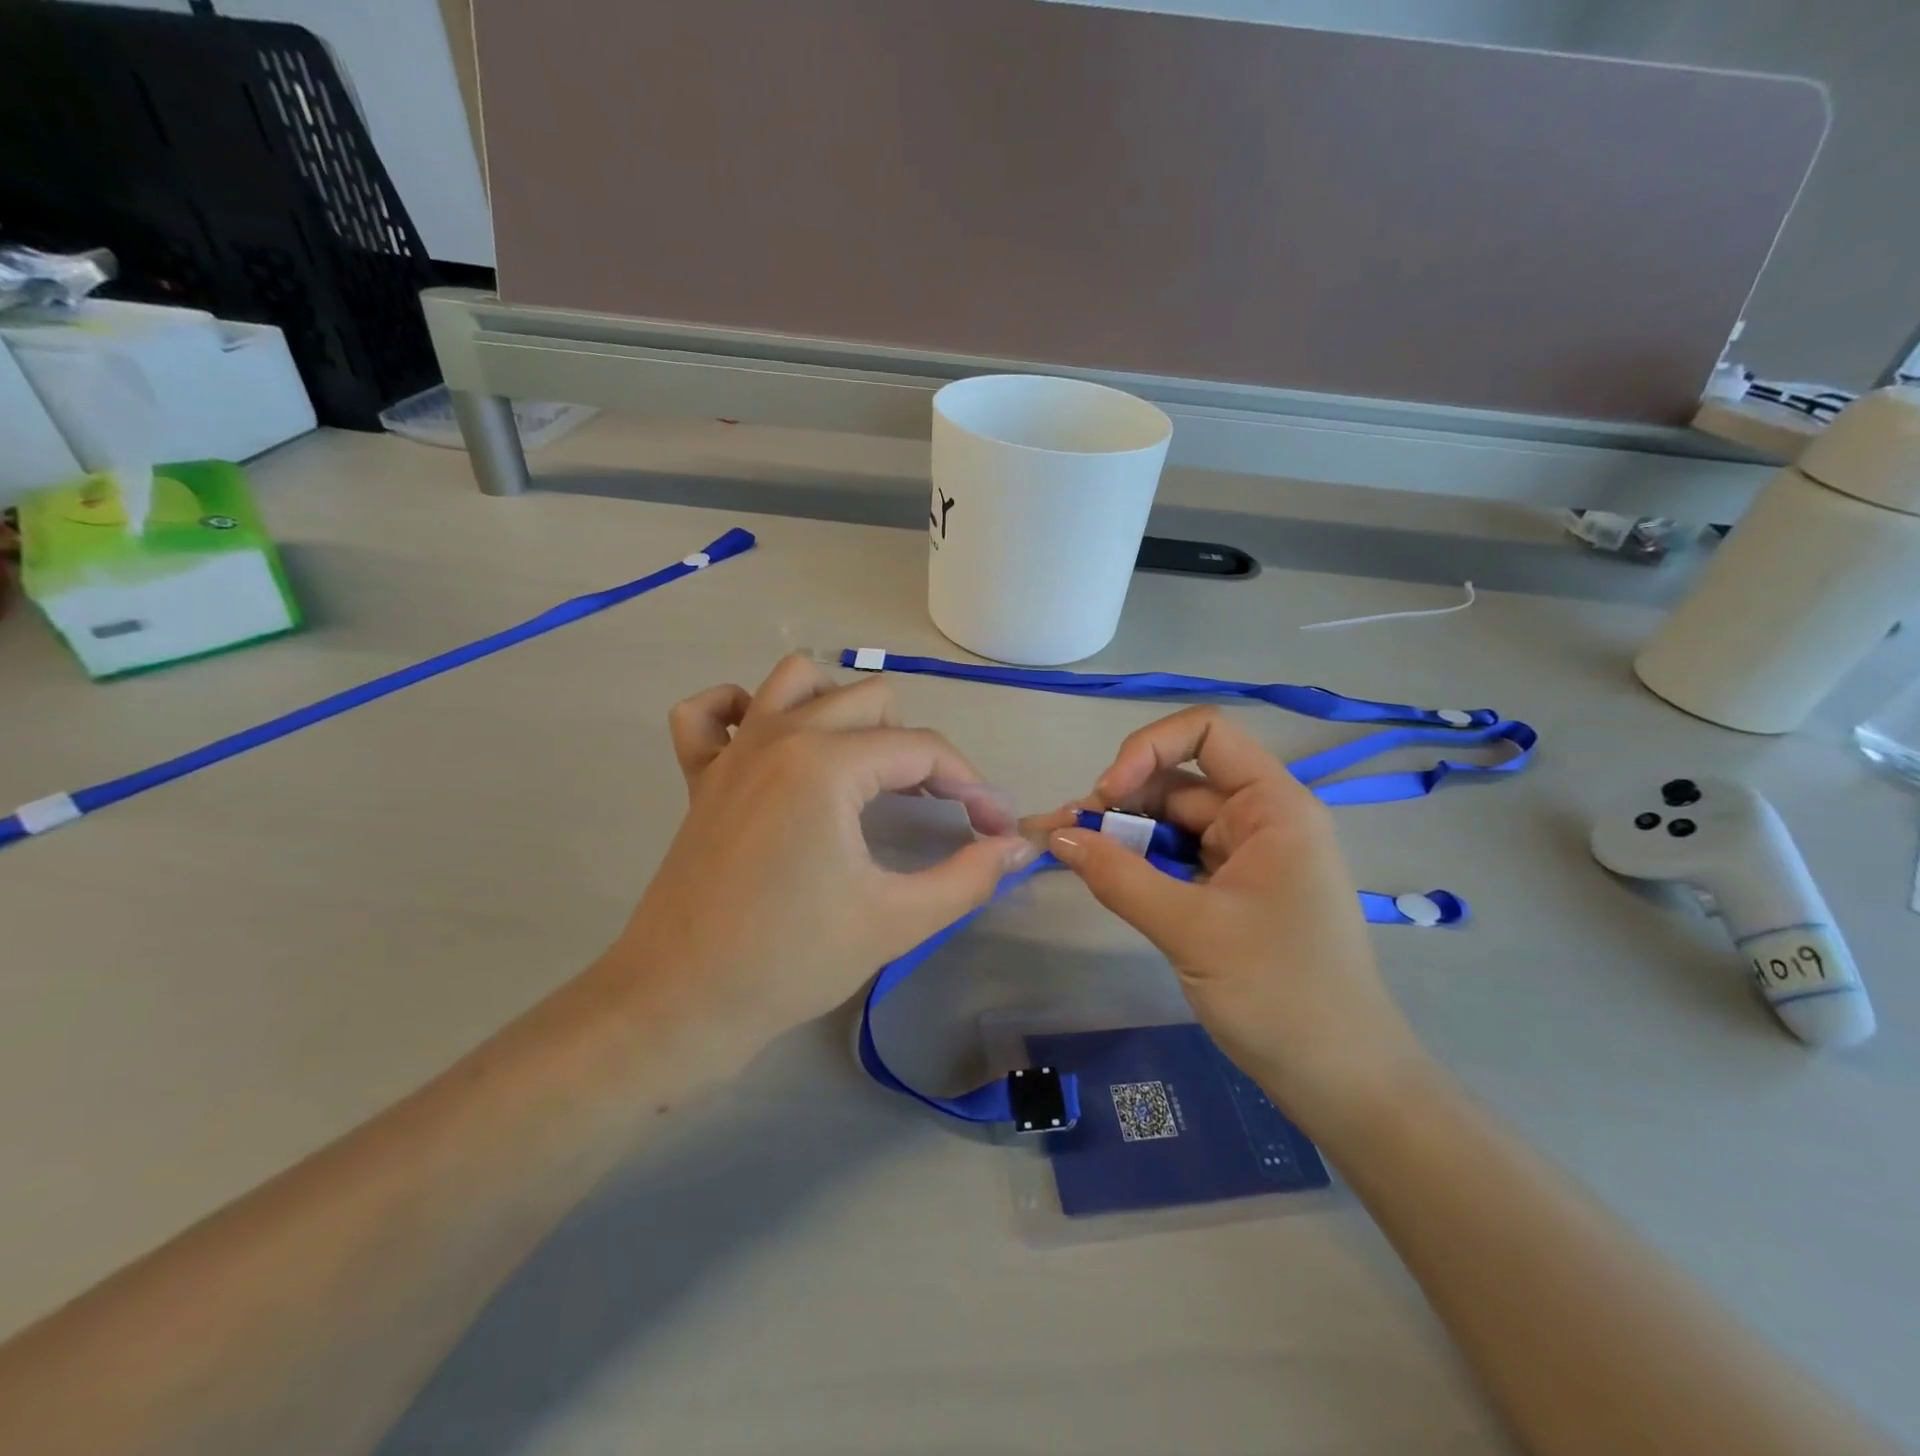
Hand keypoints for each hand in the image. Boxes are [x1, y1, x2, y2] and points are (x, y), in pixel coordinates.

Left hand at [600, 656, 1036, 1063]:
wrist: (681, 1003)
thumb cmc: (791, 960)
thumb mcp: (896, 919)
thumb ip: (969, 877)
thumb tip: (1019, 846)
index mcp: (826, 764)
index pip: (922, 749)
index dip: (970, 785)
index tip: (994, 827)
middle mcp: (778, 735)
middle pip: (870, 700)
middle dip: (914, 748)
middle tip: (931, 807)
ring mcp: (732, 750)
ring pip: (795, 681)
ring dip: (840, 709)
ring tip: (860, 765)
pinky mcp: (700, 776)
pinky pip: (709, 713)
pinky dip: (740, 712)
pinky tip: (768, 746)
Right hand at [1033, 707, 1427, 1129]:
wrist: (1341, 1082)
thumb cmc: (1280, 995)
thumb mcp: (1190, 929)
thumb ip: (1118, 876)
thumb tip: (1056, 835)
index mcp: (1273, 807)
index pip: (1206, 732)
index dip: (1148, 748)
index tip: (1108, 795)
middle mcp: (1261, 819)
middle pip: (1177, 780)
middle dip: (1118, 800)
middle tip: (1061, 835)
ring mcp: (1246, 856)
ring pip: (1170, 822)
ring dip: (1120, 833)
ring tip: (1066, 853)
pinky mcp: (1232, 890)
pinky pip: (1176, 858)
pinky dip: (1137, 863)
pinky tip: (1101, 875)